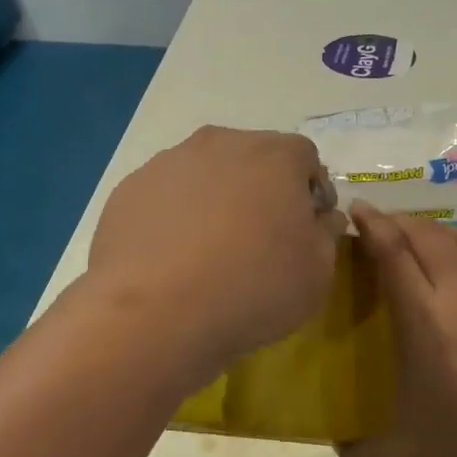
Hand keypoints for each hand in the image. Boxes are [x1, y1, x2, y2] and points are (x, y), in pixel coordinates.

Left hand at [87, 127, 345, 367]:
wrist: (158, 313)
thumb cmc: (254, 288)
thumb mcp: (318, 272)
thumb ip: (326, 234)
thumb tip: (322, 217)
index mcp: (276, 155)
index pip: (305, 158)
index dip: (311, 191)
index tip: (307, 226)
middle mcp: (221, 143)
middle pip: (252, 158)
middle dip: (262, 189)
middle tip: (260, 237)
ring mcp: (169, 163)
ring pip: (205, 174)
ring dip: (215, 199)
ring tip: (210, 250)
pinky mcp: (129, 190)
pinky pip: (165, 197)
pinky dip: (175, 217)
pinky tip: (173, 258)